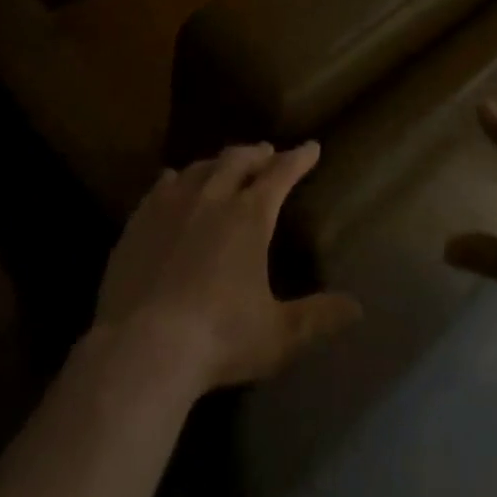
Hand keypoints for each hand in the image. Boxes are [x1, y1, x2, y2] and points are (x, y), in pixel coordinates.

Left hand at [94, 141, 361, 393]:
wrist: (140, 350)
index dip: (299, 158)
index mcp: (250, 216)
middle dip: (258, 154)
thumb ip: (317, 318)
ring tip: (225, 165)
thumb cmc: (218, 339)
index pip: (281, 173)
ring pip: (201, 167)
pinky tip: (174, 182)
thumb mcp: (278, 336)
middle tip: (268, 153)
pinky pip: (161, 186)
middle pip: (239, 160)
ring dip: (219, 162)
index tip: (311, 147)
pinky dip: (177, 179)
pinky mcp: (139, 222)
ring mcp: (172, 206)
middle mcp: (213, 197)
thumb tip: (358, 308)